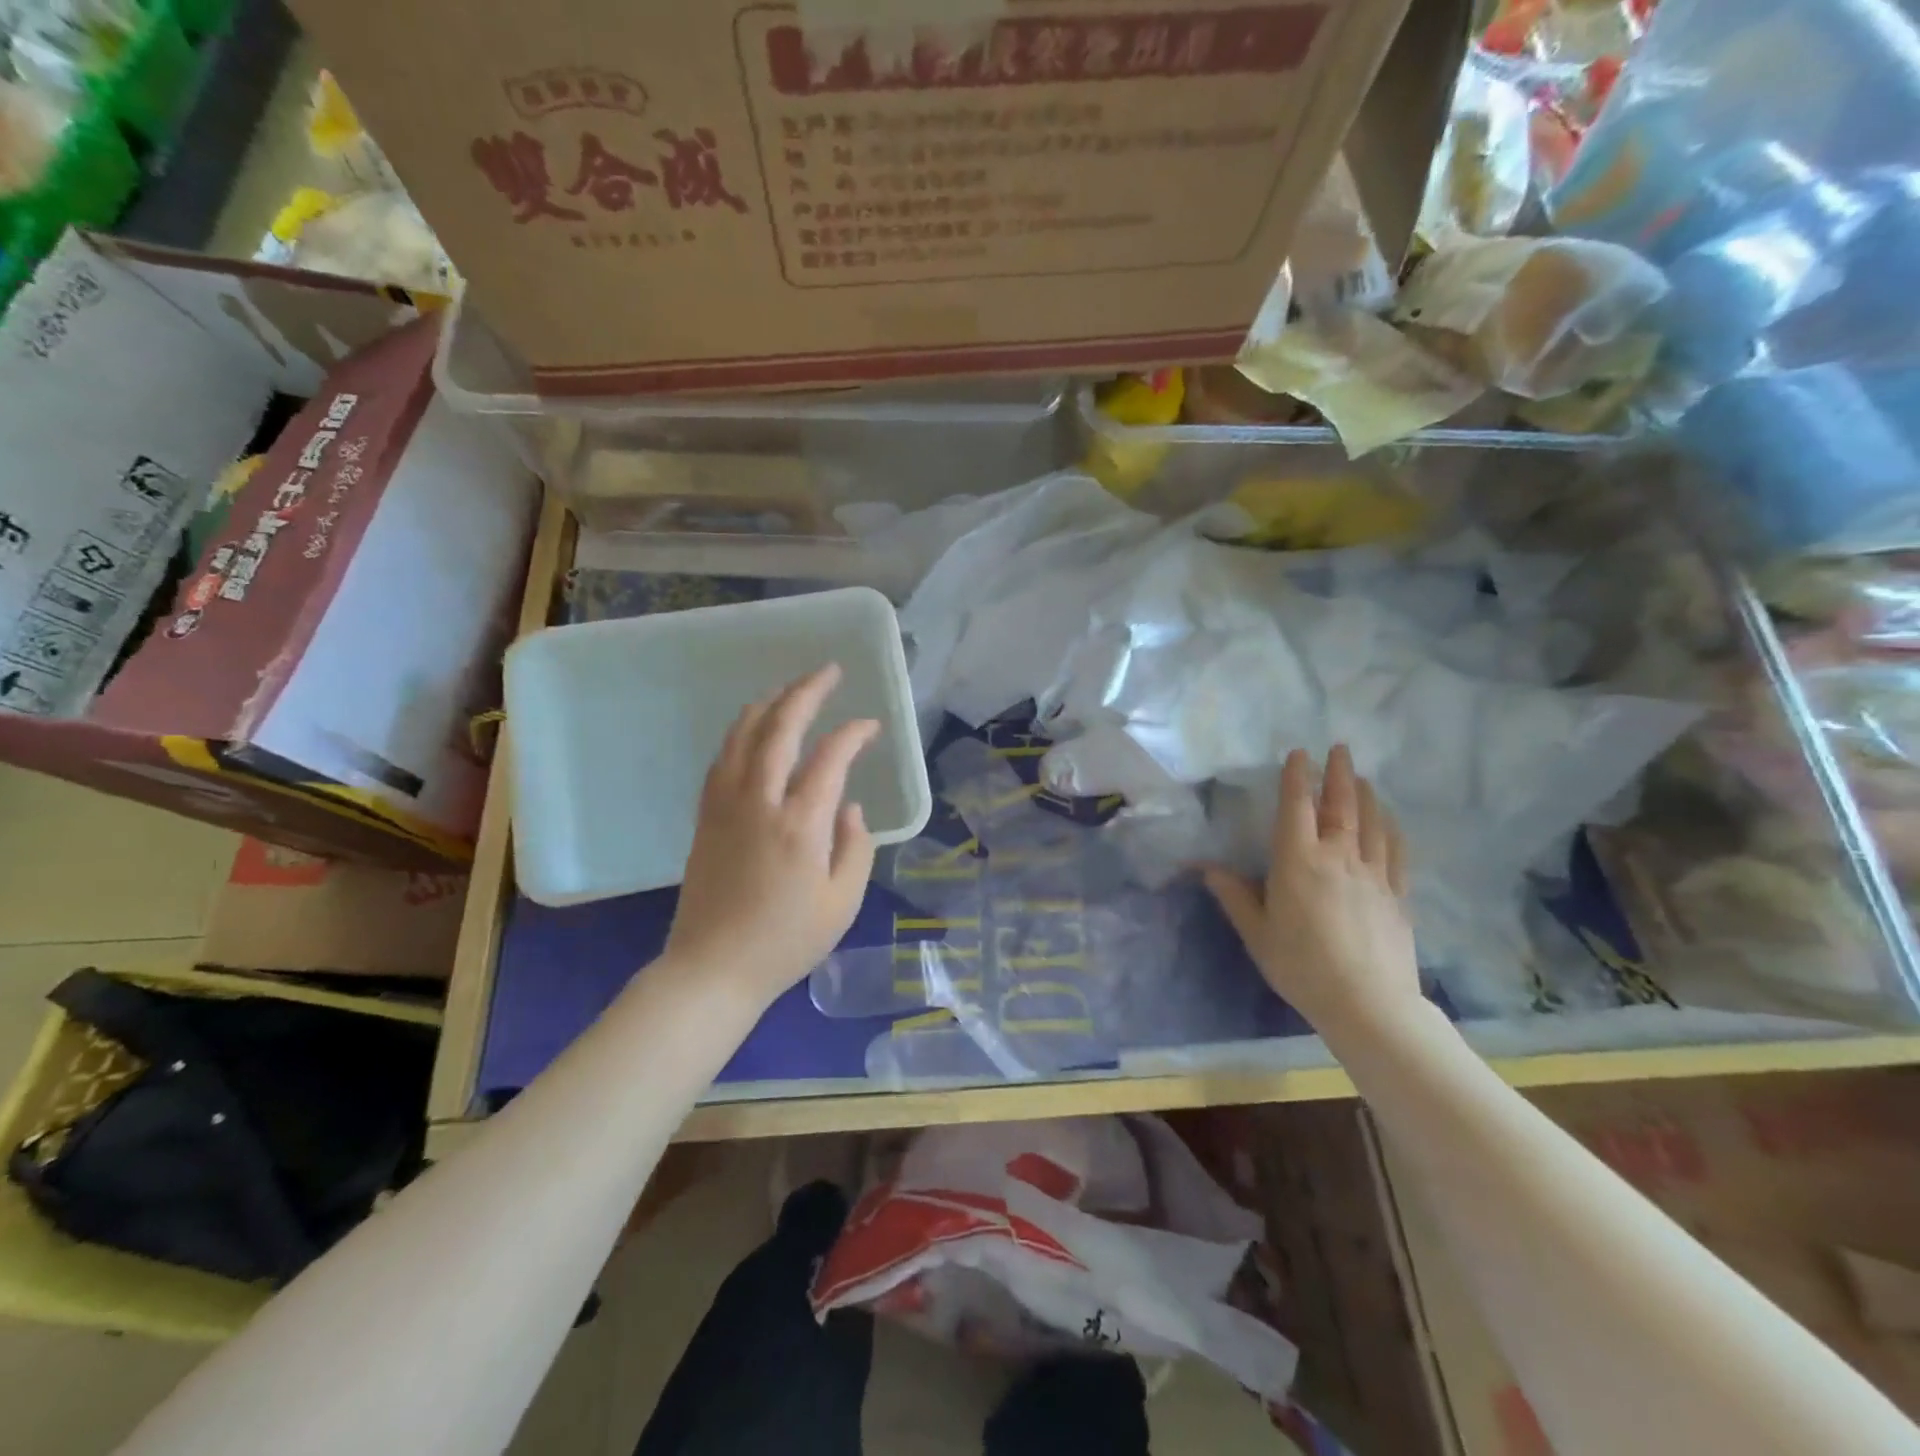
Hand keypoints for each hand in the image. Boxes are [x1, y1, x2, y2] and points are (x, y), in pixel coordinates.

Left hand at [665, 665, 877, 1007]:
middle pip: (780, 728)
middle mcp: (759, 802)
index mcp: (800, 825)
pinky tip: (753, 728)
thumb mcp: (842, 903)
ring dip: (769, 704)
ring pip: (743, 735)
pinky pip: (722, 758)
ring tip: (790, 688)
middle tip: (828, 671)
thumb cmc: (785, 942)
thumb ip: (856, 848)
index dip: (853, 733)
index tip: (871, 726)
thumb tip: (851, 807)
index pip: (830, 757)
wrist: (712, 969)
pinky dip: (741, 732)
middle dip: (806, 692)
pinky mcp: (706, 816)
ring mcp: (726, 806)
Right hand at [1204, 745, 1420, 1035]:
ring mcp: (1374, 874)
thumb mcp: (1256, 932)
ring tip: (1361, 777)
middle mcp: (1338, 856)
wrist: (1368, 1003)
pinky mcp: (1397, 894)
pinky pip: (1395, 851)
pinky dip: (1391, 828)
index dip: (1297, 777)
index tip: (1299, 753)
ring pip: (1371, 822)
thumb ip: (1234, 895)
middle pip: (1340, 805)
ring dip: (1365, 794)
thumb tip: (1207, 867)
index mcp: (1298, 861)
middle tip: (1339, 748)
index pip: (1297, 807)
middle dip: (1338, 773)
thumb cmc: (1301, 966)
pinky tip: (1389, 820)